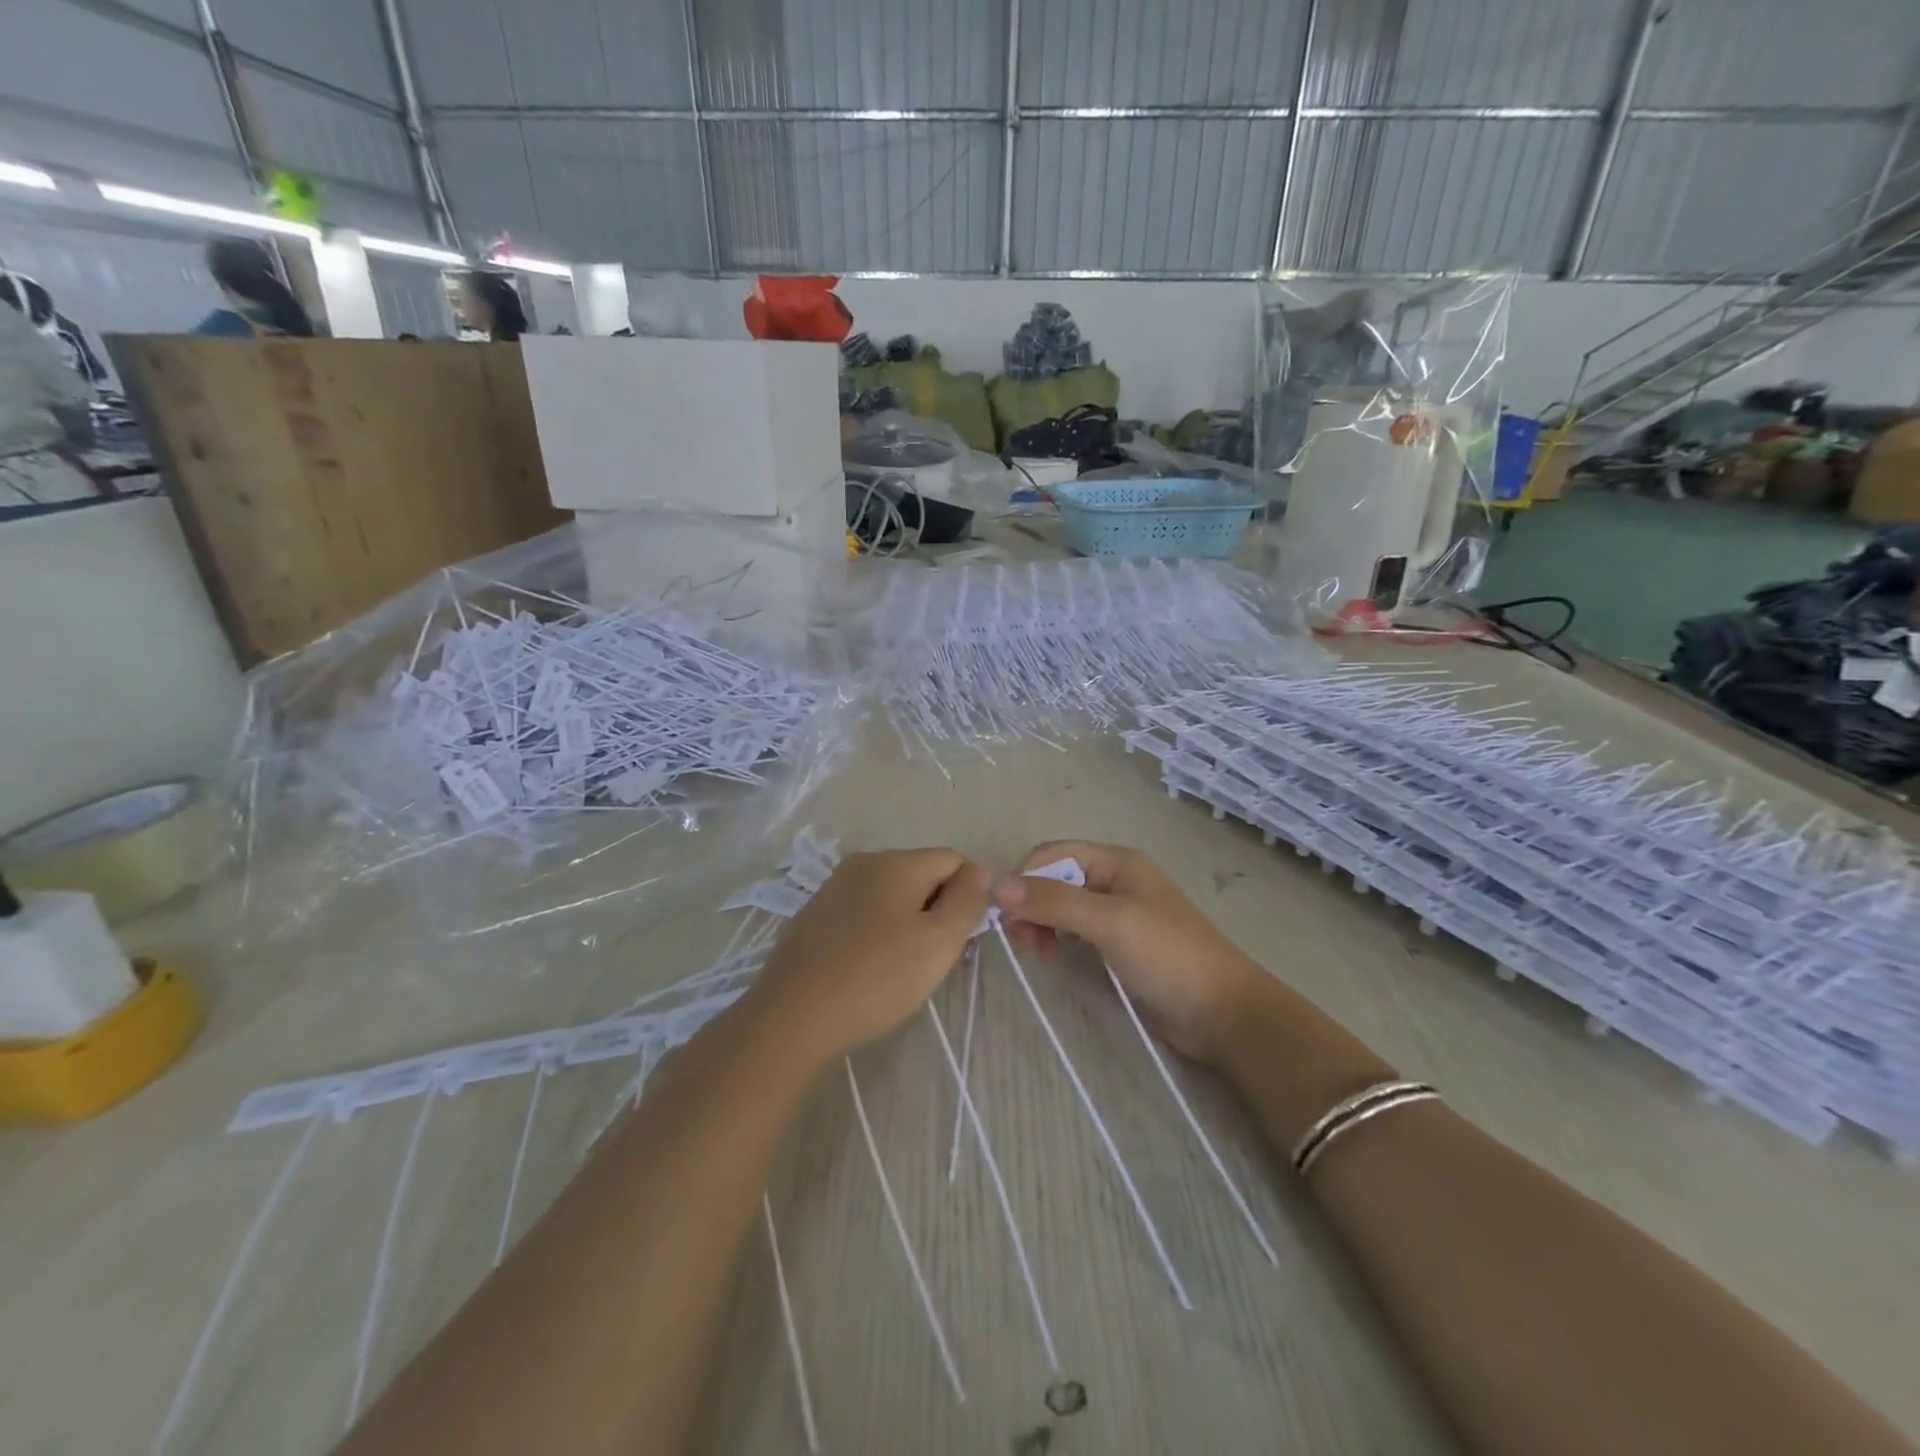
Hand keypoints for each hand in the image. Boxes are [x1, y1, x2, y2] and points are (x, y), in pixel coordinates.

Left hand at [745, 849, 989, 1066]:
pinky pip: (865, 912)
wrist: (792, 1016)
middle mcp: (865, 862)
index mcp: (897, 861)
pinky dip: (880, 932)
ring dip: (911, 923)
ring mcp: (835, 887)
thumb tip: (981, 870)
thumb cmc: (876, 977)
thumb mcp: (938, 942)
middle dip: (940, 910)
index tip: (965, 939)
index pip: (954, 861)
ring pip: (893, 895)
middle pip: (923, 875)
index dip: (970, 895)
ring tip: (906, 969)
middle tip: (939, 959)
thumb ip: (967, 900)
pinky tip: (872, 968)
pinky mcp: (816, 914)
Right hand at [991, 841, 1262, 1064]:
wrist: (1223, 1013)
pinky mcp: (1119, 944)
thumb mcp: (1108, 922)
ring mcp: (1118, 913)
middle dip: (1031, 904)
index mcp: (1116, 862)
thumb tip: (995, 884)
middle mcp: (1115, 880)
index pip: (1052, 854)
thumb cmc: (1168, 955)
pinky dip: (1057, 939)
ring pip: (1061, 906)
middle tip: (1021, 943)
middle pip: (1054, 879)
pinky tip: (1054, 958)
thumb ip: (1053, 901)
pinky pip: (1075, 930)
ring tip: (1037, 955)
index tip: (1003, 915)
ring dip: (1041, 923)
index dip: (1024, 877)